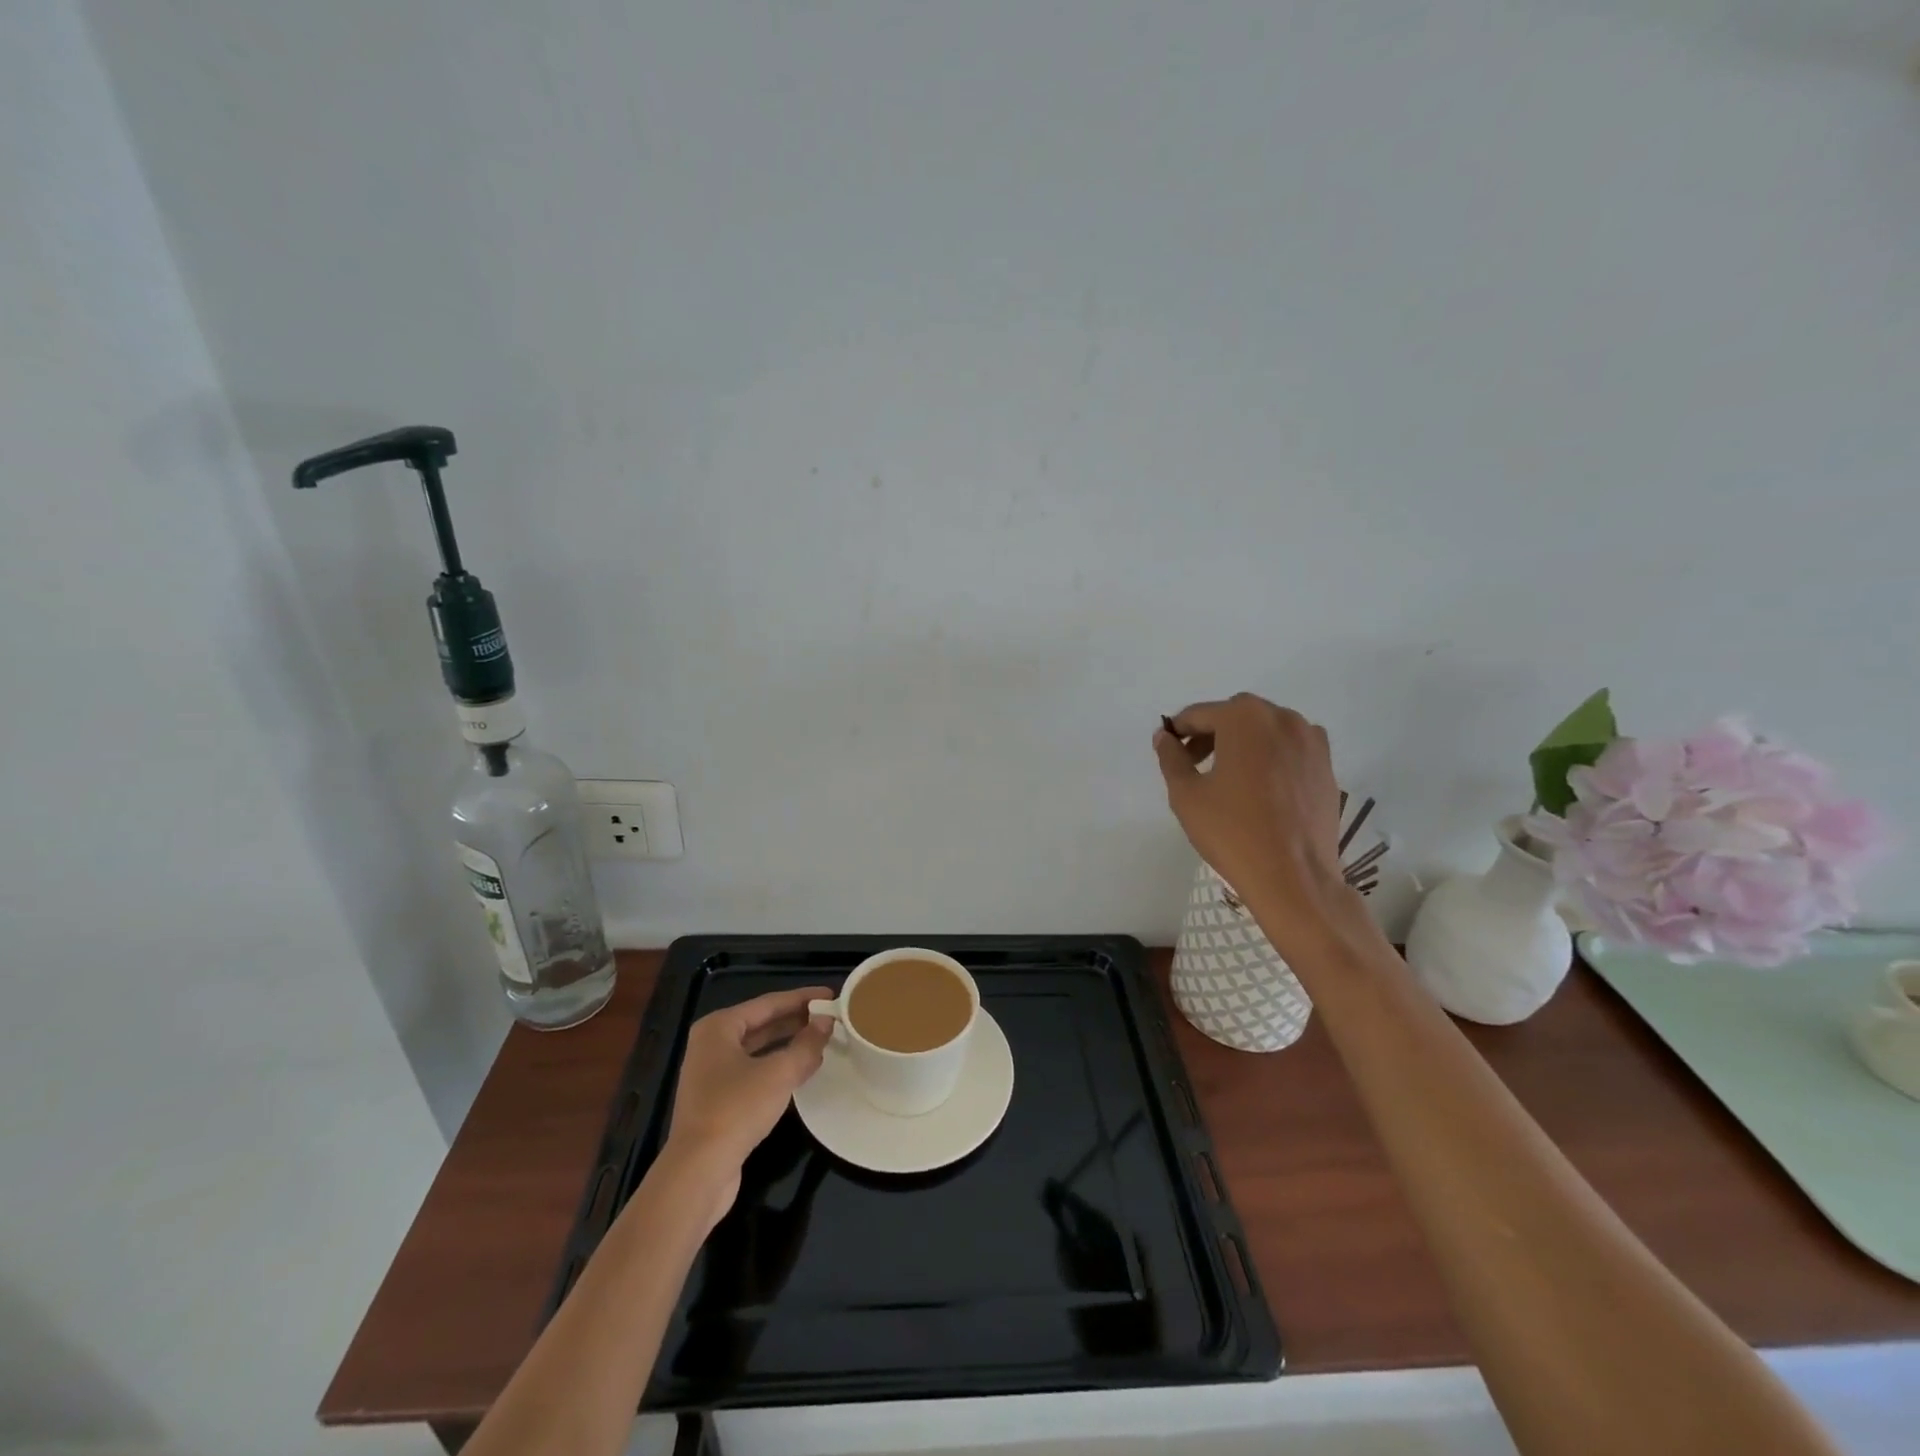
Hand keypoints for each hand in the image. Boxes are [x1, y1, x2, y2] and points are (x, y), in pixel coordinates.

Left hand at [661, 987, 832, 1213]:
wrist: (698, 1173)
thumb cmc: (737, 1110)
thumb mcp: (779, 1073)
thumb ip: (807, 1044)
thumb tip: (827, 1021)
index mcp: (719, 1027)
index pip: (768, 1003)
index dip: (802, 998)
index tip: (831, 995)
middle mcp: (711, 1044)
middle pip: (761, 1024)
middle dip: (796, 1020)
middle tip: (830, 1016)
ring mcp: (711, 1074)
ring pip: (758, 1049)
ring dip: (788, 1044)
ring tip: (821, 1040)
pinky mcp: (717, 1101)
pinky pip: (753, 1071)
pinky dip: (777, 1066)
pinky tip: (801, 1071)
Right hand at [1154, 694, 1349, 932]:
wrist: (1294, 877)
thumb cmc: (1232, 831)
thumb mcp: (1186, 794)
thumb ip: (1171, 758)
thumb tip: (1164, 737)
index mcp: (1244, 718)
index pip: (1199, 714)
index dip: (1177, 731)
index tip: (1168, 750)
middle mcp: (1282, 718)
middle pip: (1235, 716)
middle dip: (1211, 734)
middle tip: (1195, 765)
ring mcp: (1311, 741)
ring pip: (1266, 731)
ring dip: (1243, 744)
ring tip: (1229, 779)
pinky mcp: (1327, 767)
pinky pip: (1290, 751)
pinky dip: (1271, 758)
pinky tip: (1261, 790)